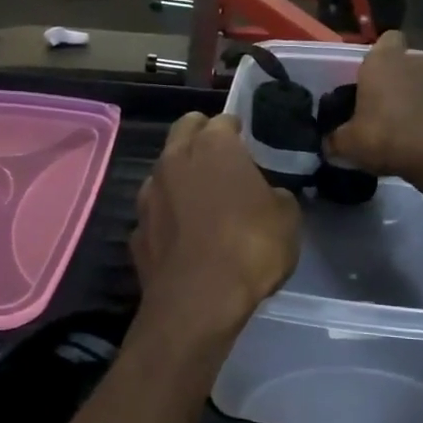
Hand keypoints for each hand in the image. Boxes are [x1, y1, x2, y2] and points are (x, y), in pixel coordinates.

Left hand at [131, 113, 298, 330]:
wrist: (197, 301)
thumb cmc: (250, 247)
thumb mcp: (287, 217)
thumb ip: (276, 195)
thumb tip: (267, 195)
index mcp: (213, 146)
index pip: (223, 121)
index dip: (236, 130)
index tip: (247, 142)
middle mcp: (174, 159)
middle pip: (184, 130)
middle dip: (200, 135)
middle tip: (221, 157)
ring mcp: (148, 194)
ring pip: (163, 170)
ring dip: (180, 176)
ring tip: (201, 198)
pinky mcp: (136, 230)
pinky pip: (155, 211)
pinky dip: (167, 215)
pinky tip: (183, 235)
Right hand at [323, 32, 422, 185]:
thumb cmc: (386, 136)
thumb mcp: (348, 143)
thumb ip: (335, 139)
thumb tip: (329, 144)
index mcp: (383, 61)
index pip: (386, 39)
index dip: (378, 56)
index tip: (367, 77)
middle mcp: (413, 63)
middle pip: (405, 61)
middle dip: (396, 77)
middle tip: (380, 101)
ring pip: (422, 82)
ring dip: (413, 96)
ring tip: (398, 124)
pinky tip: (415, 139)